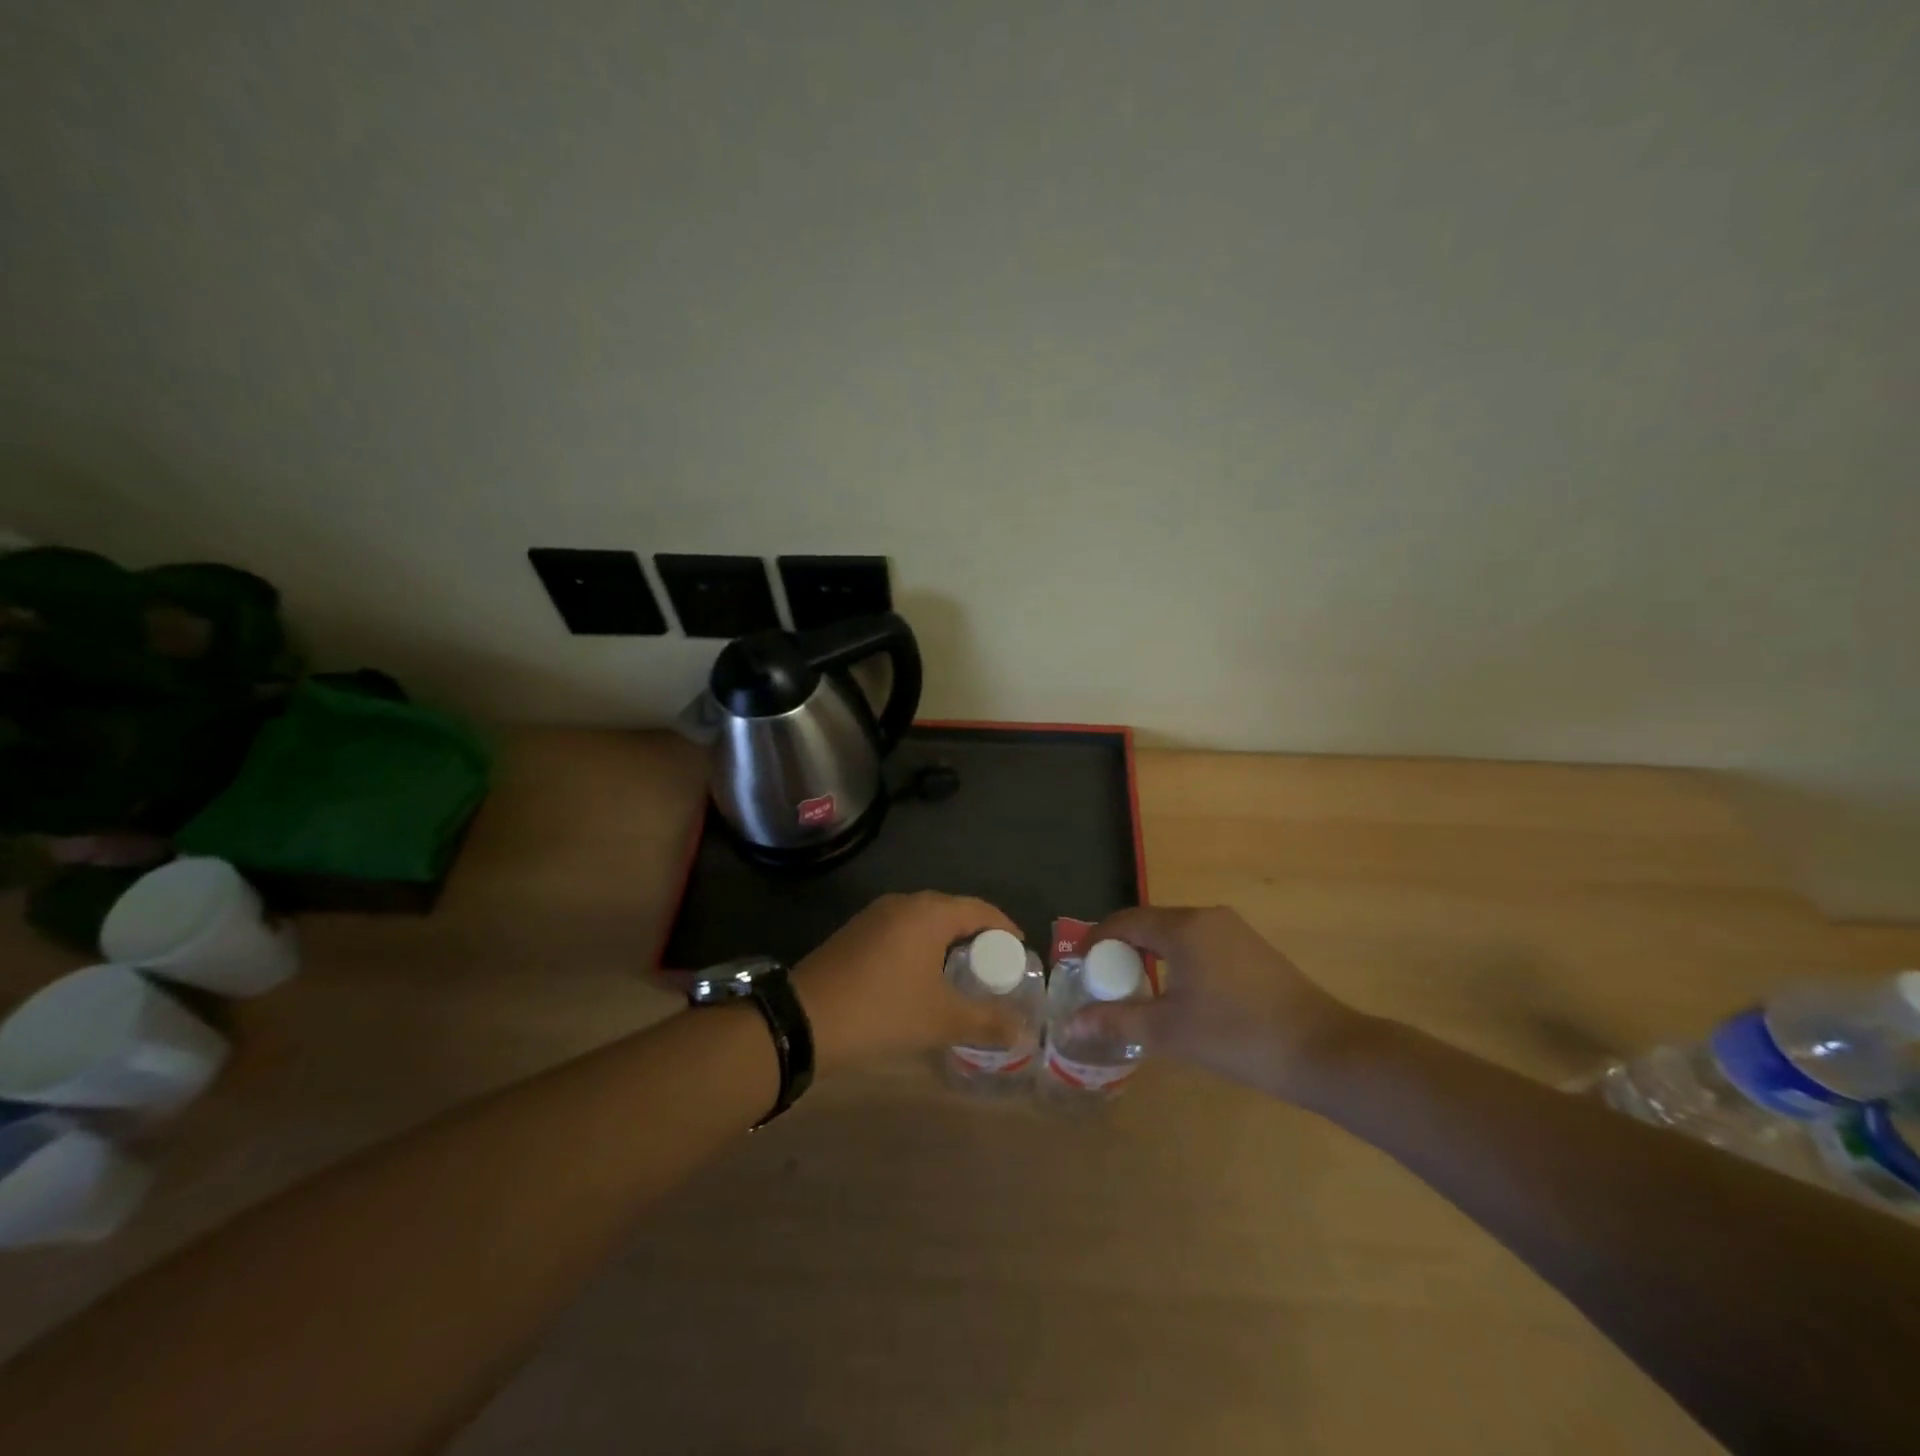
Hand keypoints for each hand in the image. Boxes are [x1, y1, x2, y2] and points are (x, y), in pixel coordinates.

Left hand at [793, 892, 1025, 1071]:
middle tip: (994, 966)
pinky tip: (921, 976)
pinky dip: (920, 946)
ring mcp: (874, 916)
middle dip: (976, 935)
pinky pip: (901, 930)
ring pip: (924, 921)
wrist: (803, 1020)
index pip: (979, 909)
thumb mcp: (940, 1020)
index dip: (1004, 928)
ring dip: (946, 941)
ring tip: (962, 972)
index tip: (1020, 952)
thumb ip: (986, 1022)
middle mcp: (903, 903)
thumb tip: (1023, 1032)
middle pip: (951, 911)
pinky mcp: (855, 932)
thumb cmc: (882, 1010)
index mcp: (929, 913)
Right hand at [1075, 905, 1365, 1101]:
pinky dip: (1178, 961)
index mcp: (1183, 927)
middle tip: (1104, 983)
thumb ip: (1117, 1021)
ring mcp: (1234, 931)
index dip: (1095, 941)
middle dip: (1121, 950)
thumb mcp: (1170, 1031)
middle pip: (1149, 924)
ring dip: (1150, 956)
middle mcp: (1207, 917)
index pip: (1124, 922)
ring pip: (1177, 935)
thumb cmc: (1237, 1035)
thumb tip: (1073, 1022)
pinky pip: (1201, 945)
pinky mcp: (1253, 949)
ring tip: (1137, 990)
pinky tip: (1180, 995)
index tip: (1078, 967)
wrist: (1323, 1050)